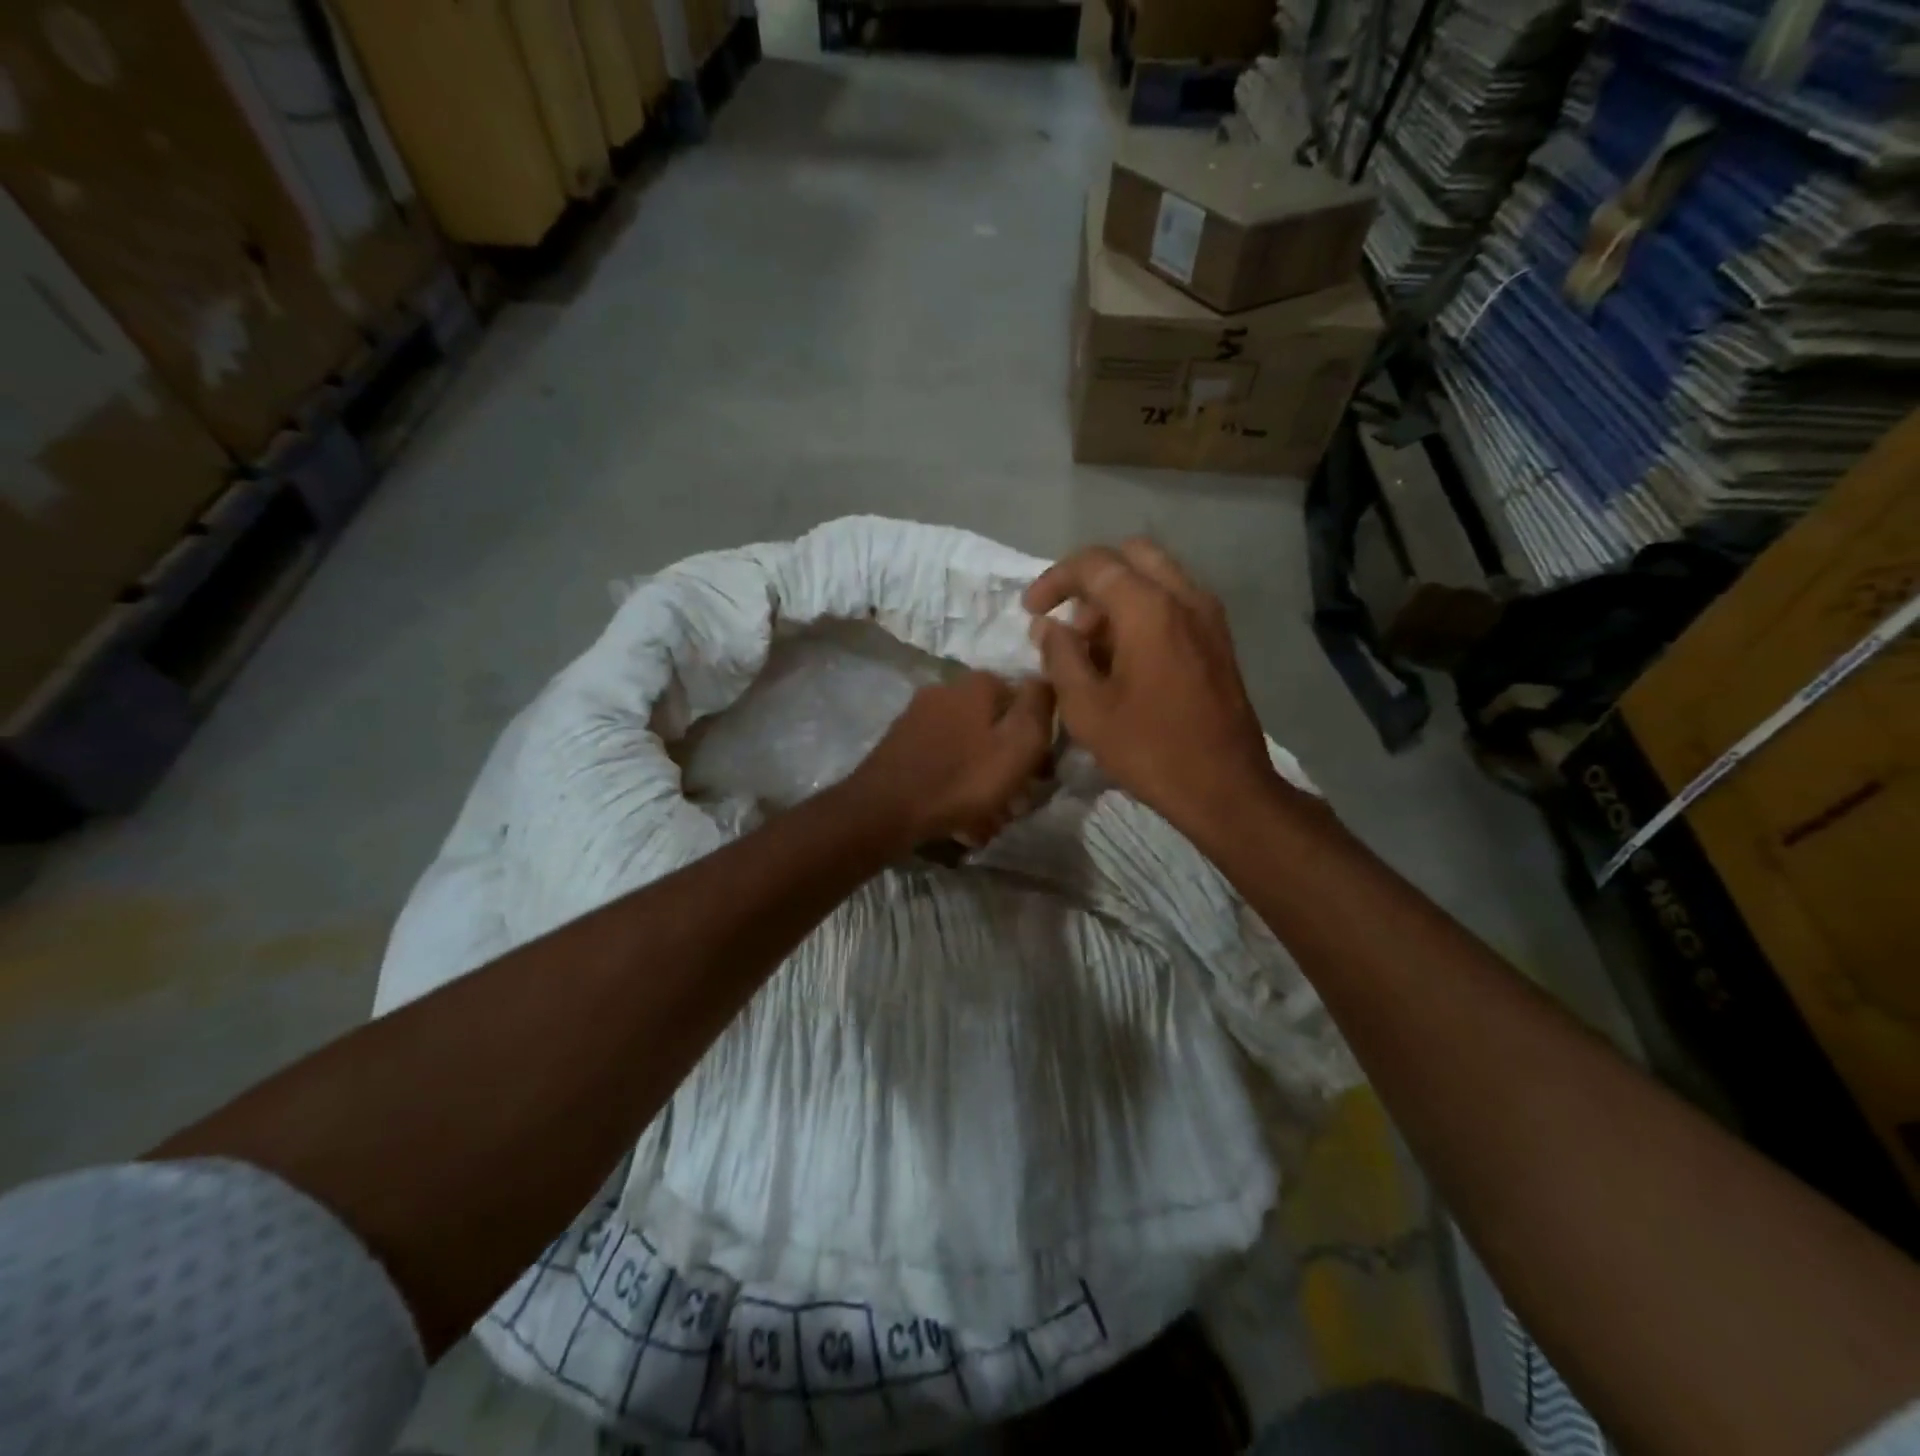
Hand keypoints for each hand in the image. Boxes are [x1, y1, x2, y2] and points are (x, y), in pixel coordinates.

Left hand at [848, 671, 1055, 847]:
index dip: (1038, 737)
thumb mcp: (1018, 745)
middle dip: (1008, 764)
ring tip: (988, 820)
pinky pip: (944, 763)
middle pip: (995, 726)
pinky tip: (960, 818)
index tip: (1040, 773)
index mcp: (977, 684)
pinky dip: (957, 786)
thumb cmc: (962, 778)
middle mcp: (946, 690)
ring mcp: (919, 717)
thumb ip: (1039, 708)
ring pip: (970, 748)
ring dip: (984, 782)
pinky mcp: (902, 745)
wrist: (884, 810)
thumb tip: (1046, 680)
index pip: (1024, 700)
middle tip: (1015, 802)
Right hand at [1024, 539, 1281, 835]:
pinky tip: (1126, 659)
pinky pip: (1175, 602)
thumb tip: (1047, 626)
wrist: (1225, 788)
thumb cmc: (1150, 749)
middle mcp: (1185, 597)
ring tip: (1092, 648)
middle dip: (1091, 579)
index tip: (1031, 611)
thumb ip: (1061, 656)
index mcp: (1150, 608)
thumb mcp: (1087, 708)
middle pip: (1131, 555)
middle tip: (1068, 620)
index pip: (1094, 564)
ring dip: (1118, 596)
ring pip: (1156, 576)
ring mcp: (1208, 617)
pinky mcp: (1219, 639)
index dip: (1054, 580)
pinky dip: (1144, 611)